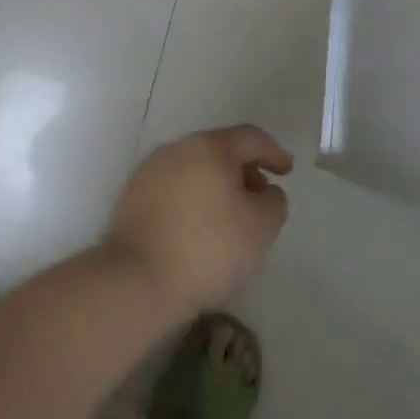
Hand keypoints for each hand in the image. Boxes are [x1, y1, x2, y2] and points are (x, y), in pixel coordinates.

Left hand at [102, 125, 292, 318]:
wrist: (135, 281)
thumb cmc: (207, 249)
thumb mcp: (260, 227)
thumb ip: (274, 201)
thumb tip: (265, 191)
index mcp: (209, 147)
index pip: (250, 137)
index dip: (273, 152)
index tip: (287, 170)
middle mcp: (177, 149)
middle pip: (219, 150)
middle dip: (244, 169)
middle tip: (260, 195)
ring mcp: (150, 172)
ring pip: (194, 168)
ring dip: (217, 184)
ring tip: (231, 215)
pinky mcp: (132, 198)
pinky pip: (174, 188)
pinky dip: (193, 198)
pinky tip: (199, 227)